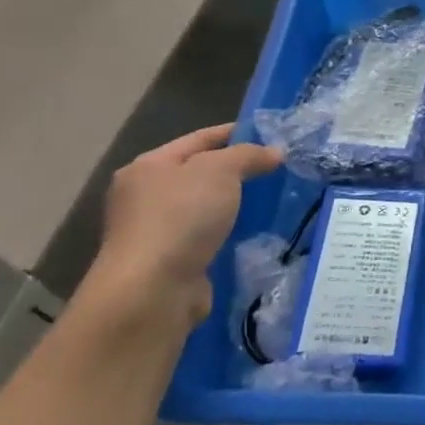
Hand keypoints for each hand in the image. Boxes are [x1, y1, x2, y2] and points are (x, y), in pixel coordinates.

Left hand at [82, 125, 282, 330]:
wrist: (152, 291)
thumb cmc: (180, 217)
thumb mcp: (220, 170)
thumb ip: (248, 155)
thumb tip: (274, 152)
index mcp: (148, 166)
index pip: (199, 139)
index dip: (235, 133)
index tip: (270, 135)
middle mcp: (145, 197)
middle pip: (200, 174)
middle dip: (238, 172)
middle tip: (278, 169)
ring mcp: (156, 233)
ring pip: (206, 209)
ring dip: (235, 207)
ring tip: (276, 202)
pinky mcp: (170, 264)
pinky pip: (209, 240)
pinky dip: (230, 236)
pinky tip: (258, 235)